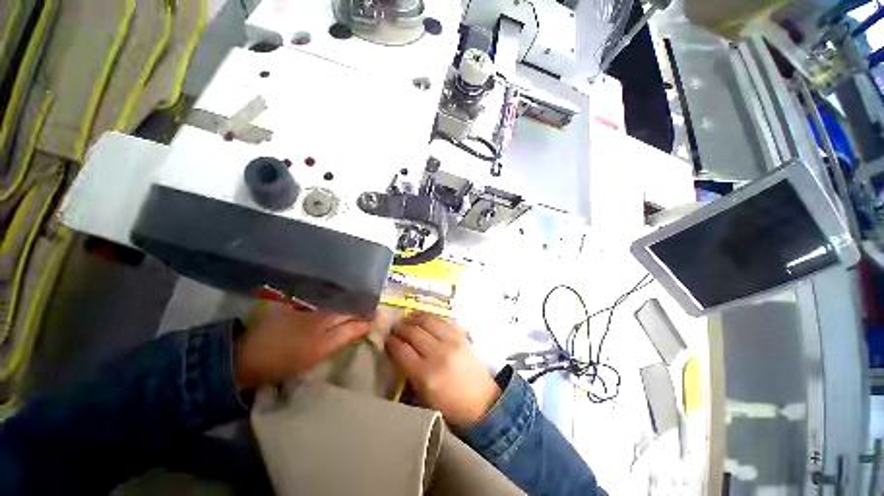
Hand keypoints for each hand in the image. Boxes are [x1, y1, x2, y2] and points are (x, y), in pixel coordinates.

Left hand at [235, 303, 370, 389]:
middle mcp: (322, 302)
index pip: (358, 308)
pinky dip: (333, 306)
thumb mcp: (322, 350)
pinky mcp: (298, 304)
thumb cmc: (289, 357)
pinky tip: (335, 312)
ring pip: (337, 301)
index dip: (370, 313)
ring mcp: (309, 302)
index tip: (378, 319)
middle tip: (370, 318)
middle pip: (349, 302)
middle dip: (361, 308)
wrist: (248, 357)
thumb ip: (348, 333)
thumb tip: (370, 323)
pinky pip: (323, 302)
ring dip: (348, 306)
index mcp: (330, 312)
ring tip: (356, 314)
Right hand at [385, 312, 499, 427]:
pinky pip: (442, 320)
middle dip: (401, 327)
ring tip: (407, 318)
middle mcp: (438, 354)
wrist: (482, 402)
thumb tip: (398, 351)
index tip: (386, 338)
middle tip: (395, 326)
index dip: (391, 341)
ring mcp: (452, 342)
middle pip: (414, 332)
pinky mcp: (461, 336)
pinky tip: (424, 318)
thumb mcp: (423, 395)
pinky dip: (431, 318)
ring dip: (414, 318)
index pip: (402, 350)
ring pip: (428, 321)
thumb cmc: (450, 406)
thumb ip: (409, 372)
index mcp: (426, 374)